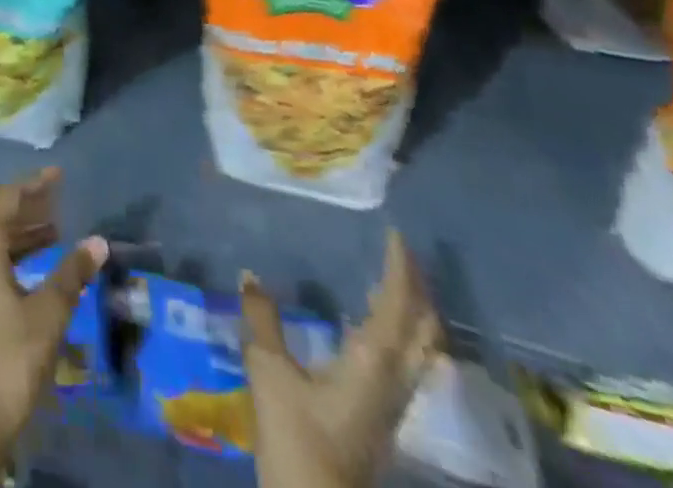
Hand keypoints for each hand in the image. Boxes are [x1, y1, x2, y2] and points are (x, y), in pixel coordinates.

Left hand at [0, 168, 107, 487]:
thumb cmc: (10, 358)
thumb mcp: (48, 313)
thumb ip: (72, 273)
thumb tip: (98, 242)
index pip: (8, 199)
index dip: (35, 185)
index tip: (59, 174)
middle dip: (31, 210)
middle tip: (62, 204)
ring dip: (22, 237)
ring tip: (55, 235)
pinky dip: (10, 259)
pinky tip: (33, 272)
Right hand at [240, 230, 440, 487]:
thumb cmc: (296, 436)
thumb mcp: (269, 371)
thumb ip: (261, 319)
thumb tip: (249, 274)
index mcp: (373, 361)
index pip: (399, 305)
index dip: (401, 269)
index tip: (396, 235)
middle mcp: (394, 380)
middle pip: (424, 330)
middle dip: (417, 291)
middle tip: (400, 256)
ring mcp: (393, 405)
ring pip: (419, 351)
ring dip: (411, 314)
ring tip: (387, 284)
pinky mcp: (383, 420)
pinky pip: (405, 365)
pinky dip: (398, 336)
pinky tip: (369, 329)